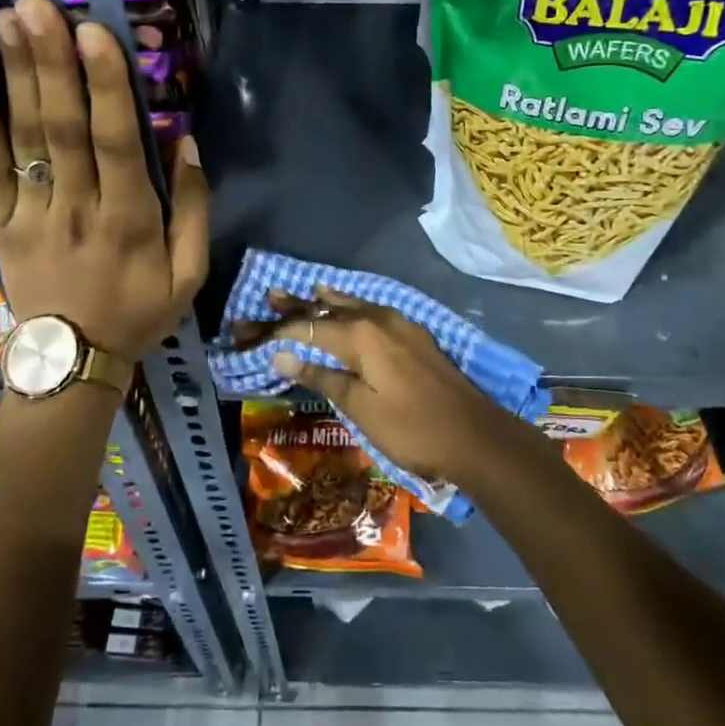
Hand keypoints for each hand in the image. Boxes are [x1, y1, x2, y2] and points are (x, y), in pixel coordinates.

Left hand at [0, 0, 207, 359]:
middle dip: (51, 63)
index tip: (94, 33)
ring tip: (6, 21)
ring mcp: (32, 216)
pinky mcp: (1, 226)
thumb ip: (194, 209)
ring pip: (25, 140)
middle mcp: (77, 209)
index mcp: (130, 219)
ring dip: (16, 78)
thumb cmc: (139, 312)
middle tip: (38, 6)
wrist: (73, 362)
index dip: (106, 86)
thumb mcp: (189, 273)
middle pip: (62, 129)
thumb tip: (188, 143)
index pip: (117, 142)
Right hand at [262, 285, 530, 481]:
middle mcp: (378, 318)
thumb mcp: (360, 407)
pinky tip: (349, 307)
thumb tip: (281, 355)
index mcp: (360, 335)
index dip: (278, 330)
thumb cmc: (411, 427)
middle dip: (298, 305)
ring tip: (303, 291)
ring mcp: (400, 323)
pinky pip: (373, 311)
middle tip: (269, 296)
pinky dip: (352, 307)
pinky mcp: (414, 334)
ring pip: (354, 305)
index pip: (309, 326)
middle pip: (330, 307)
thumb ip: (321, 376)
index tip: (251, 332)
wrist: (473, 434)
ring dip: (326, 301)